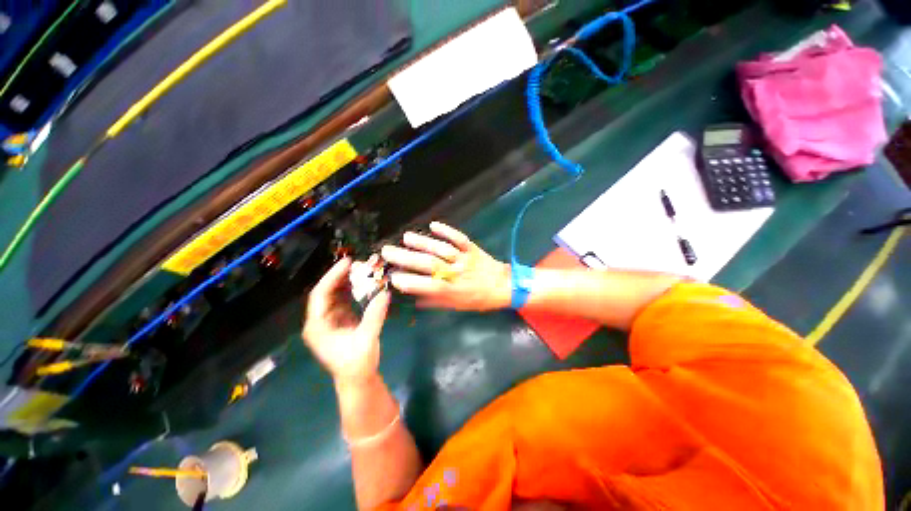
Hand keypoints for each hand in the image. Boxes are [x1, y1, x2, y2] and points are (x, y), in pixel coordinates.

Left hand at [303, 258, 390, 382]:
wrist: (357, 379)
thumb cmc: (357, 363)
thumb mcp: (367, 339)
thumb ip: (375, 315)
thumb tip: (385, 293)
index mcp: (318, 326)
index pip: (320, 295)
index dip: (332, 276)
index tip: (347, 263)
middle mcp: (320, 320)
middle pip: (328, 292)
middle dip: (342, 277)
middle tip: (360, 264)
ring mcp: (330, 320)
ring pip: (336, 295)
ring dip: (349, 282)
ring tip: (363, 270)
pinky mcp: (341, 321)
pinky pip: (345, 300)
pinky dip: (354, 290)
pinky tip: (365, 283)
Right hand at [382, 222, 509, 310]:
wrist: (504, 286)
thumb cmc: (478, 299)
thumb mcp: (457, 306)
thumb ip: (435, 302)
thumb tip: (413, 299)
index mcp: (452, 290)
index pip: (427, 286)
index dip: (409, 282)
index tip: (392, 277)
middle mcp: (456, 273)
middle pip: (430, 264)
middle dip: (406, 258)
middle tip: (387, 251)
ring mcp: (464, 258)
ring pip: (442, 249)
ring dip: (423, 242)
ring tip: (405, 237)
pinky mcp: (471, 248)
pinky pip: (458, 237)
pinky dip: (446, 230)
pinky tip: (433, 225)